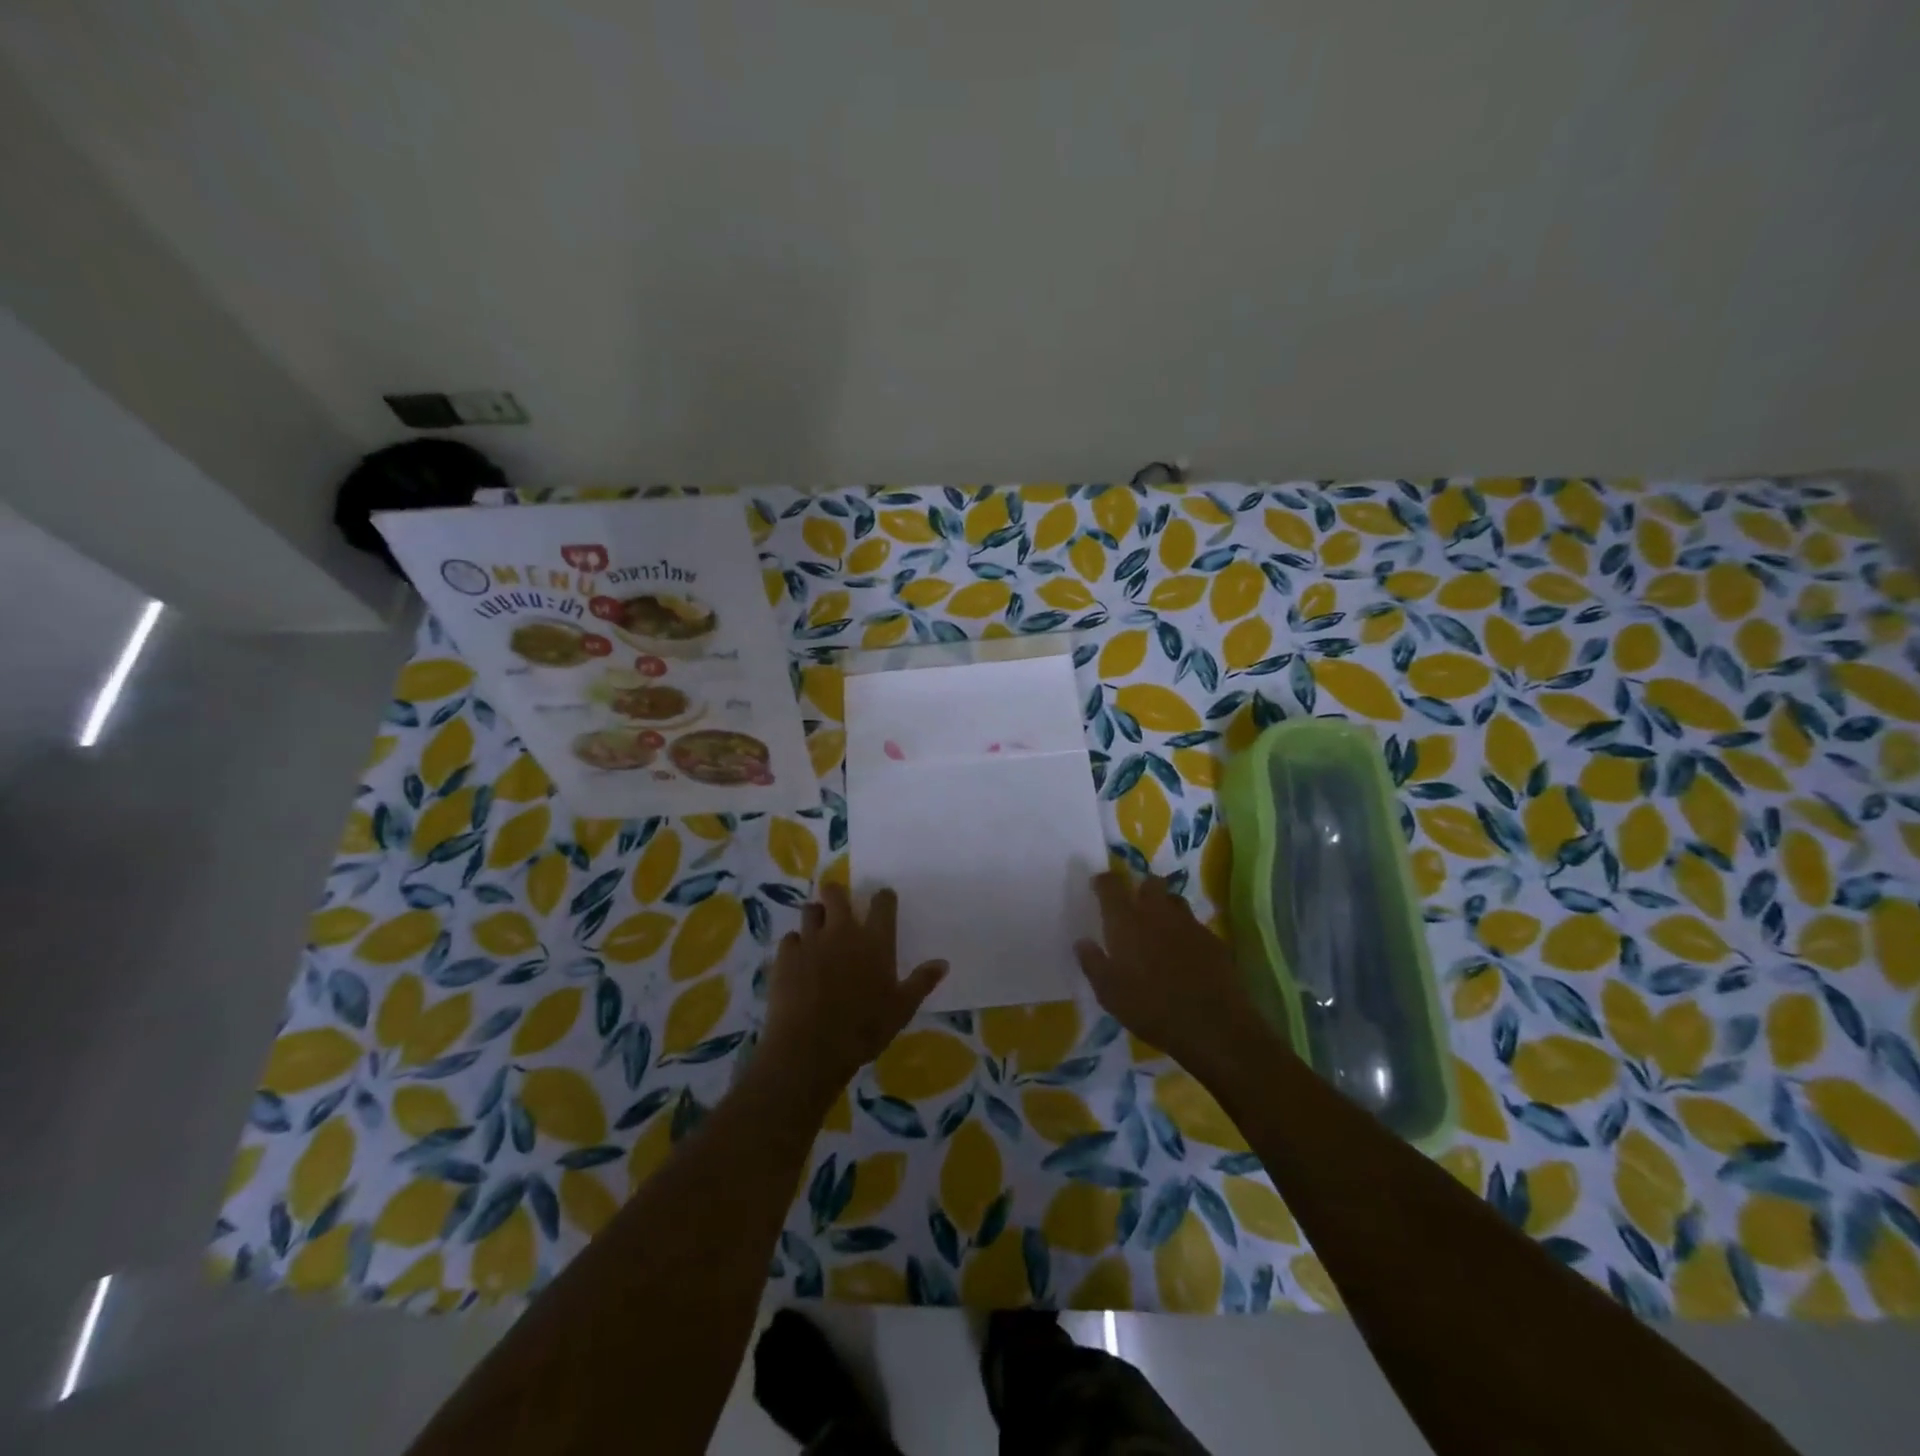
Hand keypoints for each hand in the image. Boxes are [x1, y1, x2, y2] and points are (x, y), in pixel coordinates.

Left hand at [759, 884, 946, 1103]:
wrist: (810, 1047)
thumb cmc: (863, 1029)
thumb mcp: (901, 1009)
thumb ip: (922, 982)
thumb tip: (943, 963)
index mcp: (875, 940)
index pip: (882, 902)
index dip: (883, 897)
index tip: (883, 900)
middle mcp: (843, 931)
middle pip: (836, 894)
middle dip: (837, 894)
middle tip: (839, 905)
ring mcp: (811, 940)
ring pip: (810, 910)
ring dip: (815, 915)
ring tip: (817, 928)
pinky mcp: (786, 955)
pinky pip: (790, 938)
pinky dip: (795, 943)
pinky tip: (798, 957)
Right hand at [1074, 871, 1267, 1078]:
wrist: (1211, 1025)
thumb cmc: (1150, 1008)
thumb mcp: (1109, 993)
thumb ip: (1092, 963)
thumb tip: (1082, 942)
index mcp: (1126, 922)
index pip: (1111, 886)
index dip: (1103, 881)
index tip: (1098, 885)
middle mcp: (1157, 913)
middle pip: (1150, 883)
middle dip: (1140, 887)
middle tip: (1134, 905)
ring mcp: (1189, 924)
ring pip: (1174, 900)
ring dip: (1165, 906)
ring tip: (1159, 926)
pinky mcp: (1213, 940)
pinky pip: (1195, 924)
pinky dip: (1185, 931)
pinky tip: (1184, 952)